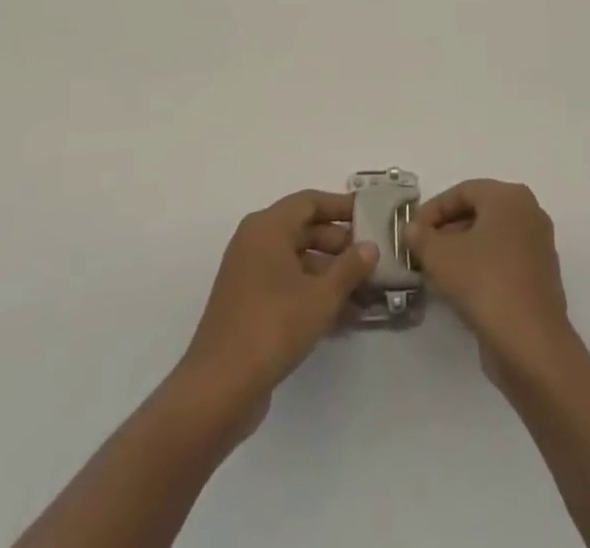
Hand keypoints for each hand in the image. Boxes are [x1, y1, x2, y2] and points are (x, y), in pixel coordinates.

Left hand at [176, 189, 378, 434]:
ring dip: (329, 274)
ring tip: (364, 294)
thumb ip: (350, 268)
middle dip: (339, 245)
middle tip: (371, 260)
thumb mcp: (321, 296)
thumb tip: (370, 246)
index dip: (341, 206)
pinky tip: (342, 317)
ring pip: (297, 261)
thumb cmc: (273, 327)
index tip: (369, 216)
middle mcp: (254, 242)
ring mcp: (248, 274)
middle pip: (304, 230)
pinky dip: (312, 293)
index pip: (310, 201)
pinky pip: (286, 285)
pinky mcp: (247, 304)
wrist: (218, 388)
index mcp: (268, 227)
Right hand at [403, 179, 573, 379]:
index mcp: (509, 196)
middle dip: (445, 230)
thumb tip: (412, 229)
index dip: (432, 210)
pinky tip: (458, 290)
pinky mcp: (539, 278)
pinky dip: (479, 268)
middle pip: (478, 213)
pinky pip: (502, 261)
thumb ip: (420, 237)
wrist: (530, 343)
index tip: (411, 232)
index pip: (462, 192)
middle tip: (420, 251)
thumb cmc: (484, 282)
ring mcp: (537, 246)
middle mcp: (528, 213)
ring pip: (490, 239)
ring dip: (460, 251)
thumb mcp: (440, 256)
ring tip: (433, 272)